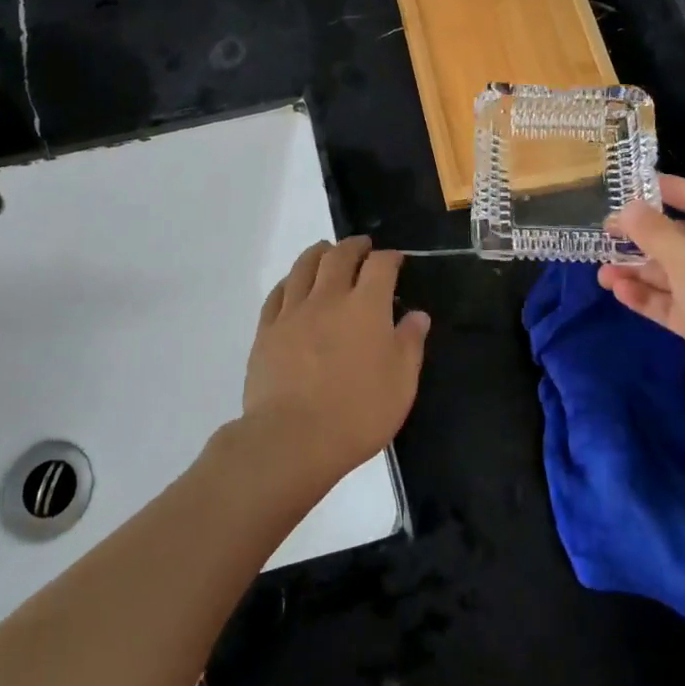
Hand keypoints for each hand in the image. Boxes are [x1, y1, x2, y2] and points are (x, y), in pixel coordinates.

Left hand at [242, 237, 430, 482]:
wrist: (292, 439)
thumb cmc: (357, 413)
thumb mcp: (401, 384)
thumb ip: (410, 344)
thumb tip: (418, 315)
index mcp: (366, 307)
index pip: (380, 265)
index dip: (390, 257)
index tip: (395, 260)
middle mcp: (329, 298)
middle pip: (339, 256)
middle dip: (354, 246)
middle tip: (362, 247)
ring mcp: (293, 312)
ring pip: (304, 266)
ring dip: (319, 253)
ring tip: (326, 252)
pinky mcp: (266, 330)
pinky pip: (278, 293)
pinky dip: (290, 281)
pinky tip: (293, 285)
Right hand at [598, 175, 684, 429]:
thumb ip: (653, 230)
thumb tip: (628, 208)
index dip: (666, 188)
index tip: (629, 185)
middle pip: (682, 237)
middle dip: (643, 236)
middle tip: (605, 233)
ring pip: (672, 273)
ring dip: (638, 270)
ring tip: (601, 271)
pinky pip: (672, 303)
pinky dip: (647, 296)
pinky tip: (619, 292)